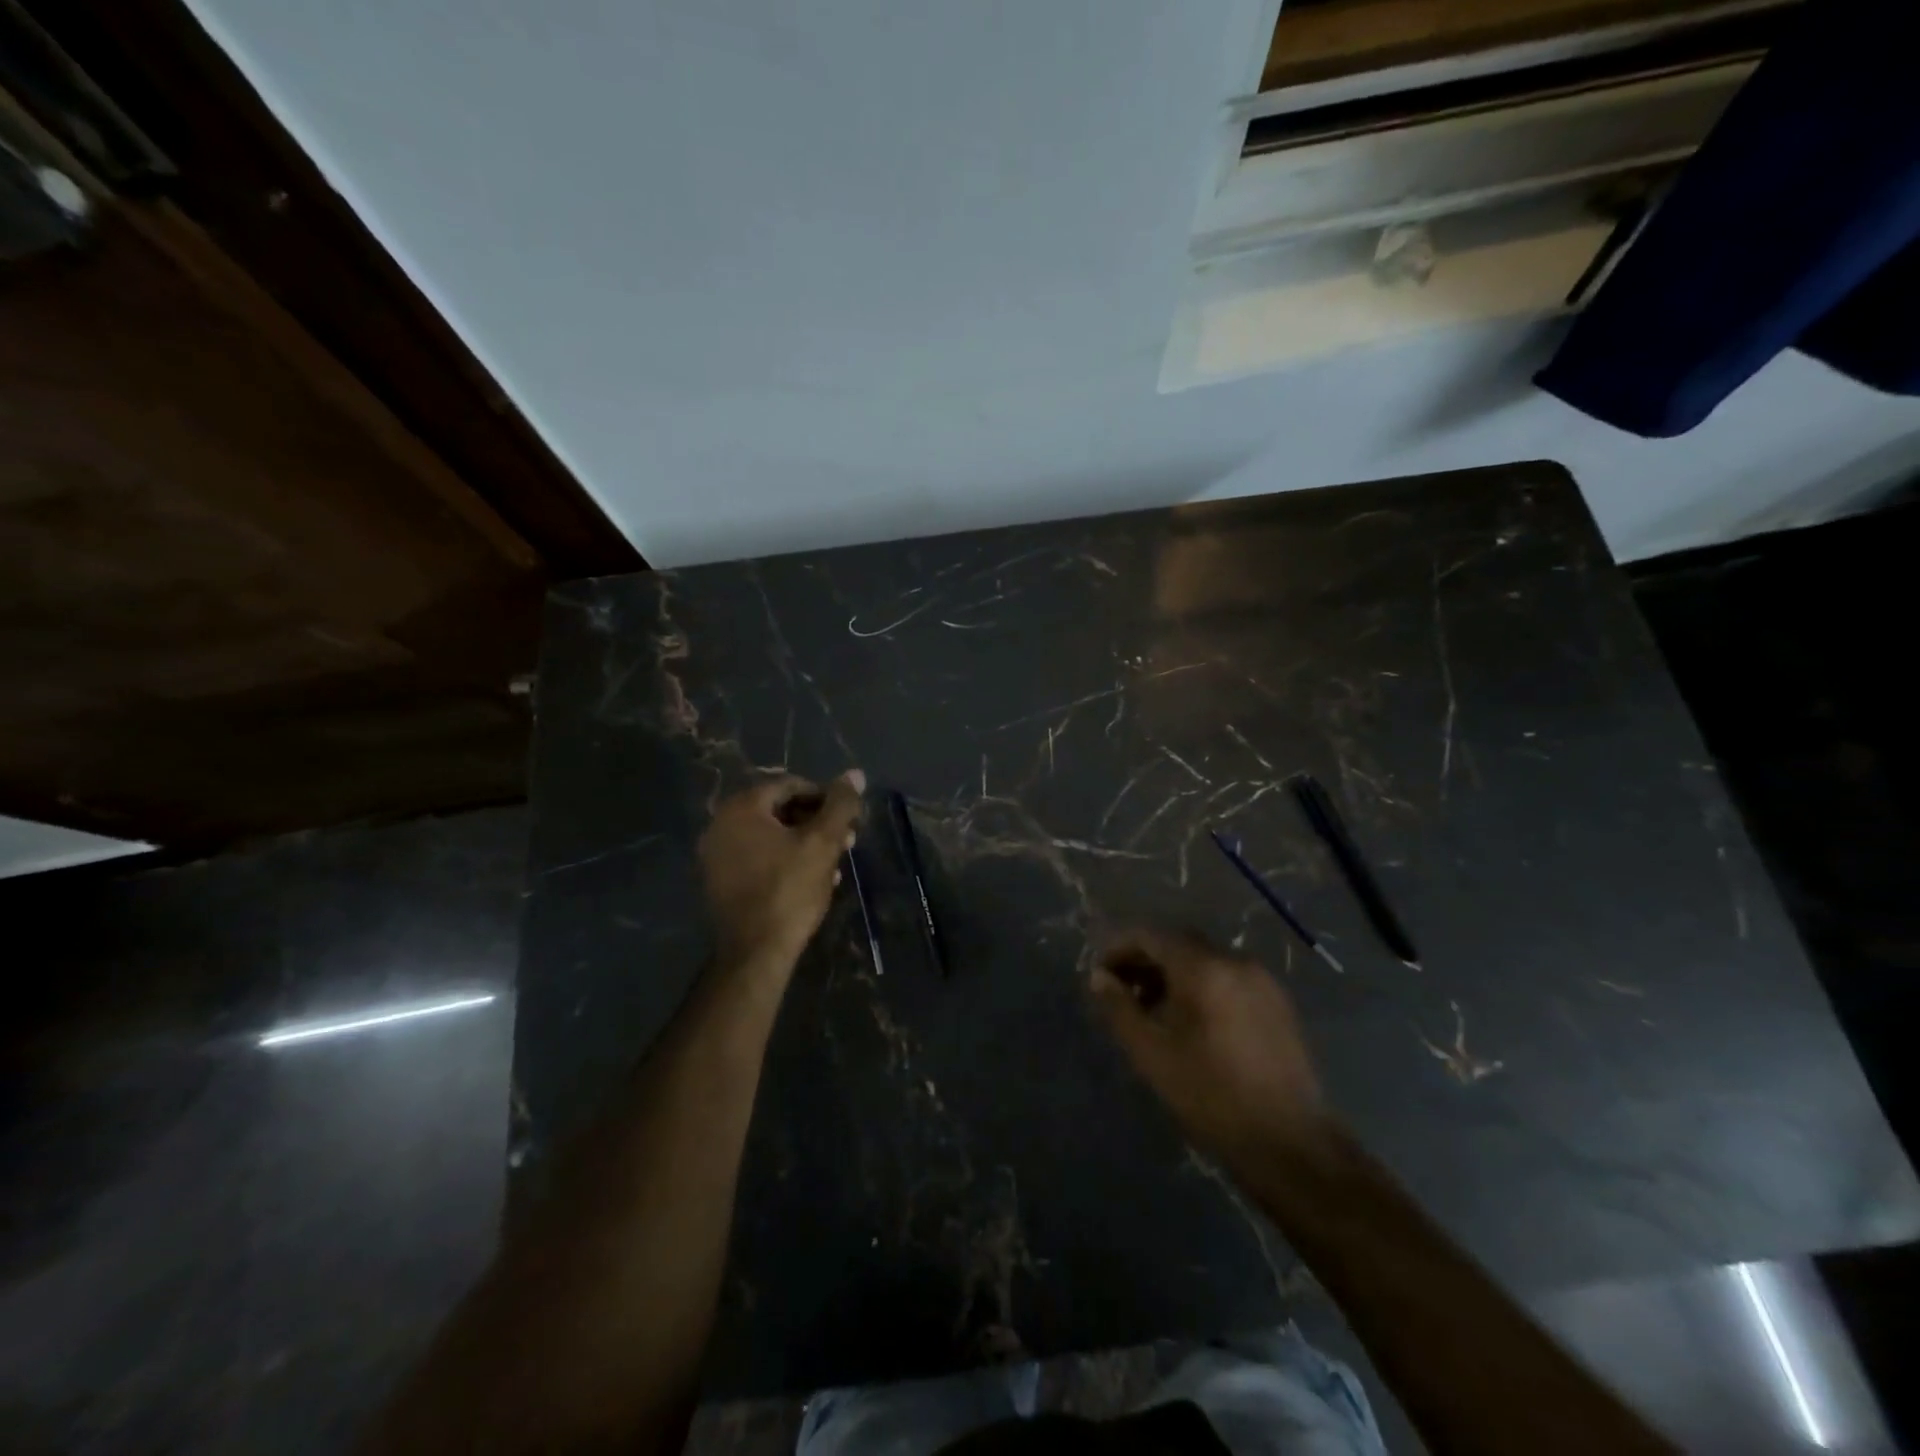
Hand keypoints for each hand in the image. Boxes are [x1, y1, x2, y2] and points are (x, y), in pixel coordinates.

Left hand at [698, 771, 864, 973]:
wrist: (755, 952)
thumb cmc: (789, 890)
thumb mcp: (823, 843)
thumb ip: (840, 805)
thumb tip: (855, 774)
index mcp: (741, 808)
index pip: (791, 785)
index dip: (825, 798)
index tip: (848, 818)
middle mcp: (720, 824)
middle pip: (779, 810)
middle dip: (816, 822)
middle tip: (846, 840)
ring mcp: (716, 855)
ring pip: (770, 836)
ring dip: (804, 843)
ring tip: (834, 863)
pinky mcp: (719, 881)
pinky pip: (757, 857)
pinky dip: (784, 860)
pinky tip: (811, 879)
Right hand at [1090, 928, 1324, 1164]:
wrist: (1291, 1144)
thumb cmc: (1211, 1096)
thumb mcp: (1152, 1054)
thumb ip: (1119, 1009)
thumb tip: (1098, 977)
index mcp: (1203, 967)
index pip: (1150, 936)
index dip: (1118, 949)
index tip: (1099, 976)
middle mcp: (1235, 961)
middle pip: (1178, 944)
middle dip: (1144, 961)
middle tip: (1121, 993)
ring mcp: (1262, 981)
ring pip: (1204, 961)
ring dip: (1172, 975)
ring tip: (1152, 1011)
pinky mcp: (1278, 1004)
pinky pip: (1228, 979)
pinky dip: (1201, 987)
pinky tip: (1191, 1023)